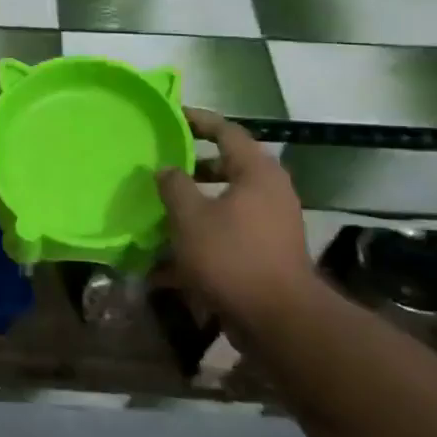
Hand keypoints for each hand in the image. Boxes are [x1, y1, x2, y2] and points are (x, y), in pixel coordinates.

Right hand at [156, 108, 311, 321]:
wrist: (277, 320)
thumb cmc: (232, 257)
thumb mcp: (190, 216)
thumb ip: (174, 186)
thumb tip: (167, 169)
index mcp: (257, 173)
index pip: (227, 132)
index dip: (198, 121)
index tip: (171, 116)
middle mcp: (270, 193)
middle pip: (226, 168)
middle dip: (191, 168)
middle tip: (160, 166)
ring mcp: (271, 225)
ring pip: (224, 204)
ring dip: (192, 206)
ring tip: (158, 210)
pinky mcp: (266, 254)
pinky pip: (227, 234)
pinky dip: (201, 238)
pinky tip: (167, 260)